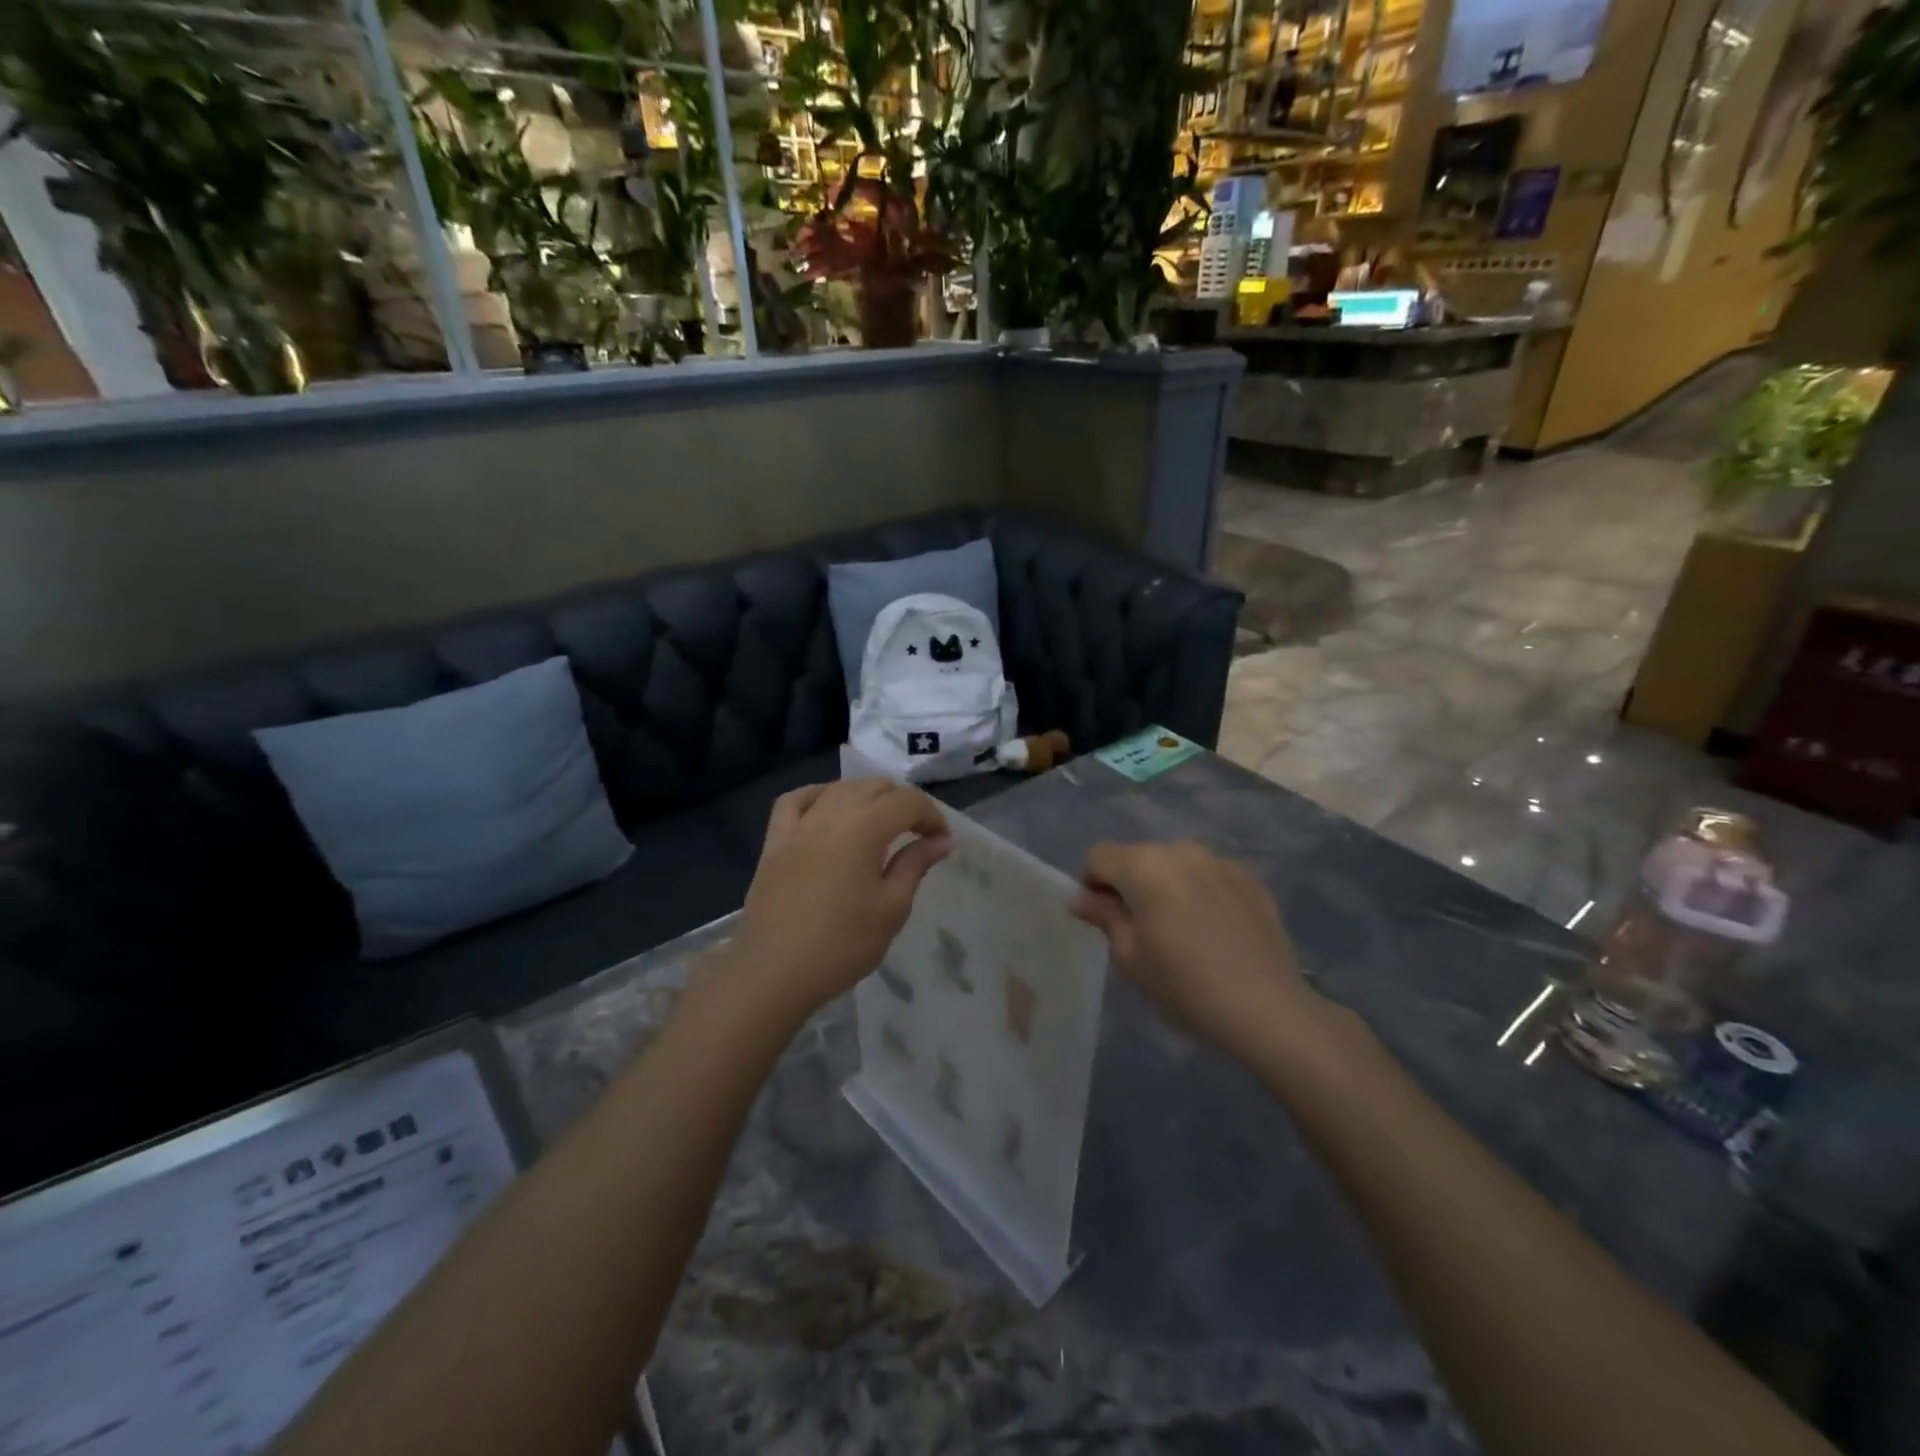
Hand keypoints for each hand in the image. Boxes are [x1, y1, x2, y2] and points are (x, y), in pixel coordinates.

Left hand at [730, 779, 949, 1024]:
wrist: (774, 972)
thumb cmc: (842, 944)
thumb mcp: (891, 908)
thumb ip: (915, 865)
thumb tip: (940, 841)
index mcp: (864, 828)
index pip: (907, 802)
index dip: (931, 816)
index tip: (941, 841)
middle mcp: (831, 814)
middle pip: (874, 787)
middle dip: (902, 803)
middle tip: (916, 834)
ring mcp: (799, 826)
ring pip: (838, 789)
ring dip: (866, 797)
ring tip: (879, 823)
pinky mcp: (774, 842)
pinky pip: (795, 802)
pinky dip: (817, 796)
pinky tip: (827, 809)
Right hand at [1072, 840, 1325, 1062]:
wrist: (1268, 1008)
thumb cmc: (1185, 985)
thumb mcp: (1130, 957)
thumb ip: (1104, 917)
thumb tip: (1082, 897)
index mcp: (1145, 865)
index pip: (1098, 856)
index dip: (1090, 884)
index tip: (1101, 919)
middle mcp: (1181, 850)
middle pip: (1137, 856)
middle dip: (1128, 884)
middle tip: (1138, 930)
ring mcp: (1219, 861)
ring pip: (1174, 864)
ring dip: (1165, 886)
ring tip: (1179, 930)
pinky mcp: (1249, 878)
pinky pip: (1207, 875)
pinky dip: (1198, 892)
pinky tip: (1212, 931)